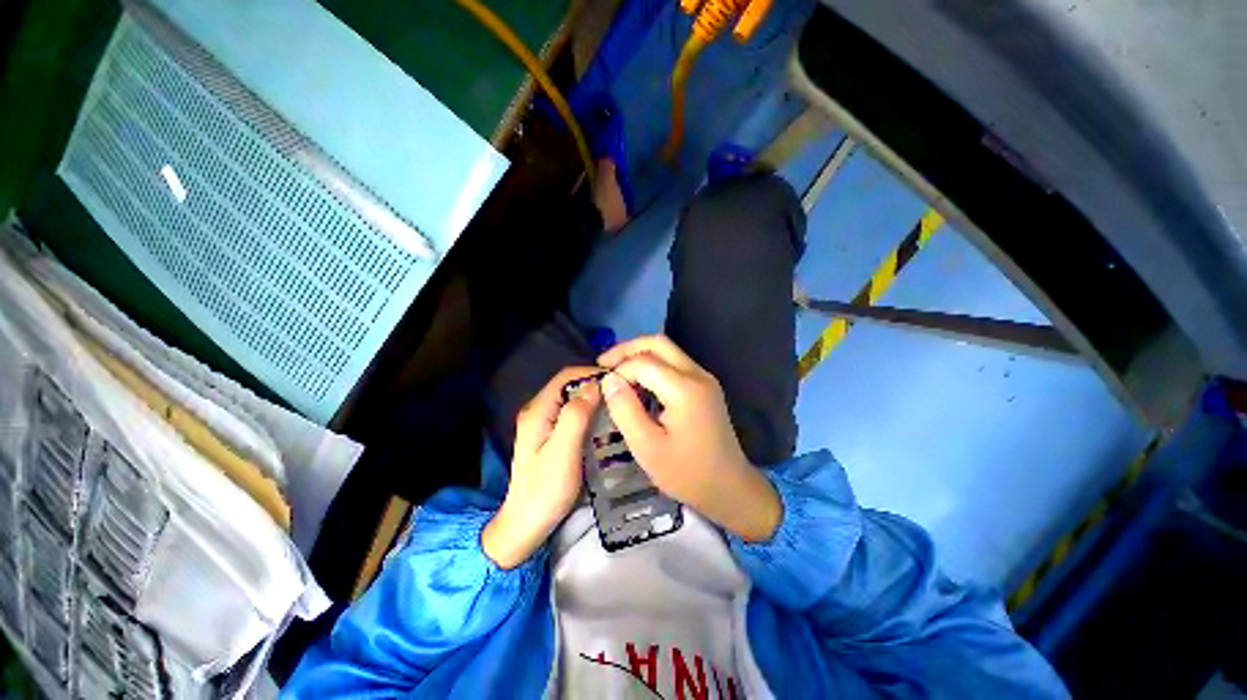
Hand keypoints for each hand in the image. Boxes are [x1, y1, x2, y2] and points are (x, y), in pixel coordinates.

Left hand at [483, 367, 601, 568]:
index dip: (591, 373)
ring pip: (572, 399)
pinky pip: (573, 414)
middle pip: (569, 386)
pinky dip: (590, 412)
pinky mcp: (550, 436)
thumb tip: (594, 385)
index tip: (618, 380)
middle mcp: (538, 411)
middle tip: (622, 393)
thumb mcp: (562, 452)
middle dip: (595, 385)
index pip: (566, 376)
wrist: (526, 525)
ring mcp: (543, 424)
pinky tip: (605, 421)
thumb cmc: (545, 490)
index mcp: (538, 410)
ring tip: (618, 404)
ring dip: (594, 398)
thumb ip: (576, 416)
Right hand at [598, 336, 781, 542]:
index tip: (603, 388)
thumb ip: (625, 410)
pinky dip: (653, 364)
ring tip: (617, 371)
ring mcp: (704, 378)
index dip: (619, 370)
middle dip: (627, 349)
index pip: (643, 362)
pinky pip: (675, 363)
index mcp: (684, 389)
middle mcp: (697, 374)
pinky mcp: (705, 385)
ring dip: (640, 354)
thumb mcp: (647, 447)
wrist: (729, 487)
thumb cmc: (686, 473)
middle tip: (604, 363)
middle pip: (658, 343)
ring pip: (667, 350)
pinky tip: (639, 382)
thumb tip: (609, 379)